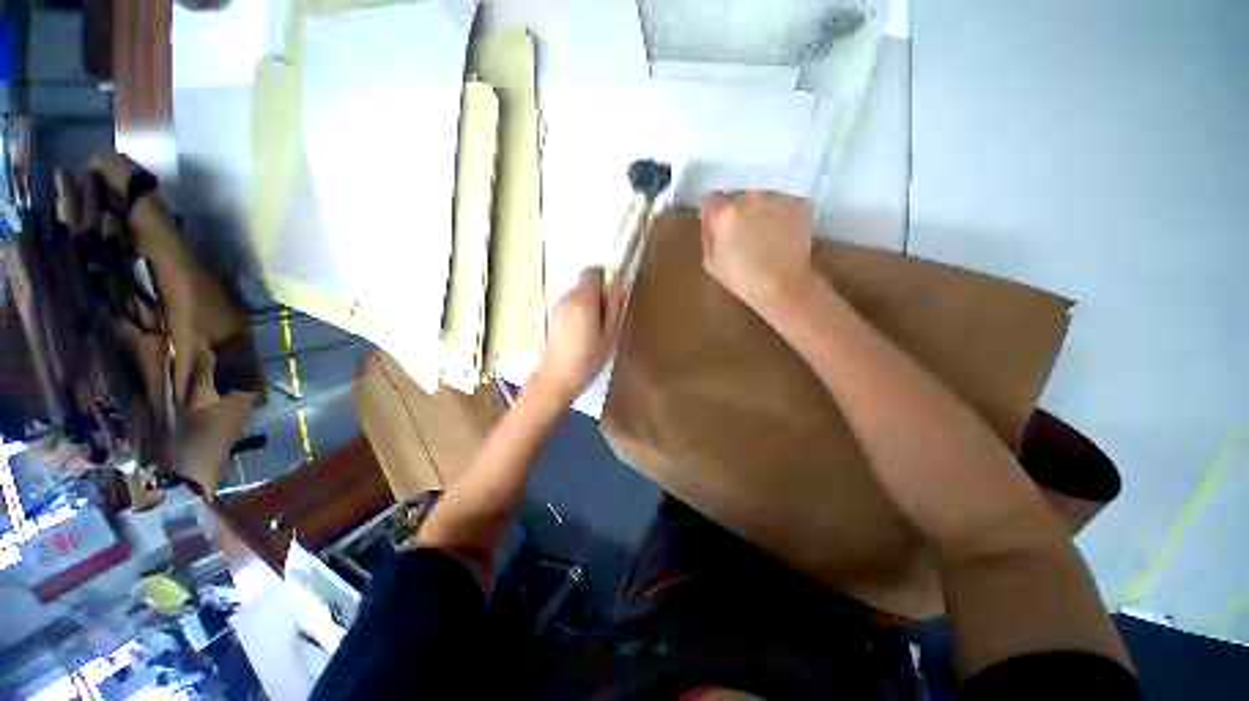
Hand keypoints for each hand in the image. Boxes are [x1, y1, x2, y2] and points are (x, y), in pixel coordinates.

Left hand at [535, 268, 622, 401]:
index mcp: (583, 302)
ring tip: (594, 332)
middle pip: (586, 285)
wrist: (556, 378)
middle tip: (606, 321)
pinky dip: (579, 313)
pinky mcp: (553, 316)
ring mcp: (557, 307)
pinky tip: (582, 335)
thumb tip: (622, 283)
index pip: (592, 273)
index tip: (613, 296)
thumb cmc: (588, 360)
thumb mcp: (610, 335)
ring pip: (579, 296)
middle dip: (599, 296)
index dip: (605, 280)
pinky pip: (571, 306)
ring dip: (589, 306)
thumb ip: (616, 306)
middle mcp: (567, 299)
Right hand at [700, 191, 818, 313]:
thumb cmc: (743, 279)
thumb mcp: (710, 262)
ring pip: (763, 200)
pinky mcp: (800, 204)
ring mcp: (778, 199)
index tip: (722, 231)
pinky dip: (782, 216)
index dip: (716, 216)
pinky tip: (782, 237)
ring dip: (761, 213)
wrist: (784, 286)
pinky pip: (784, 205)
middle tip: (746, 238)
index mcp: (726, 212)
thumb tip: (710, 219)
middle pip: (739, 198)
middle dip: (740, 213)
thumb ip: (708, 234)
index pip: (713, 200)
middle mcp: (751, 197)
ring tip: (766, 238)